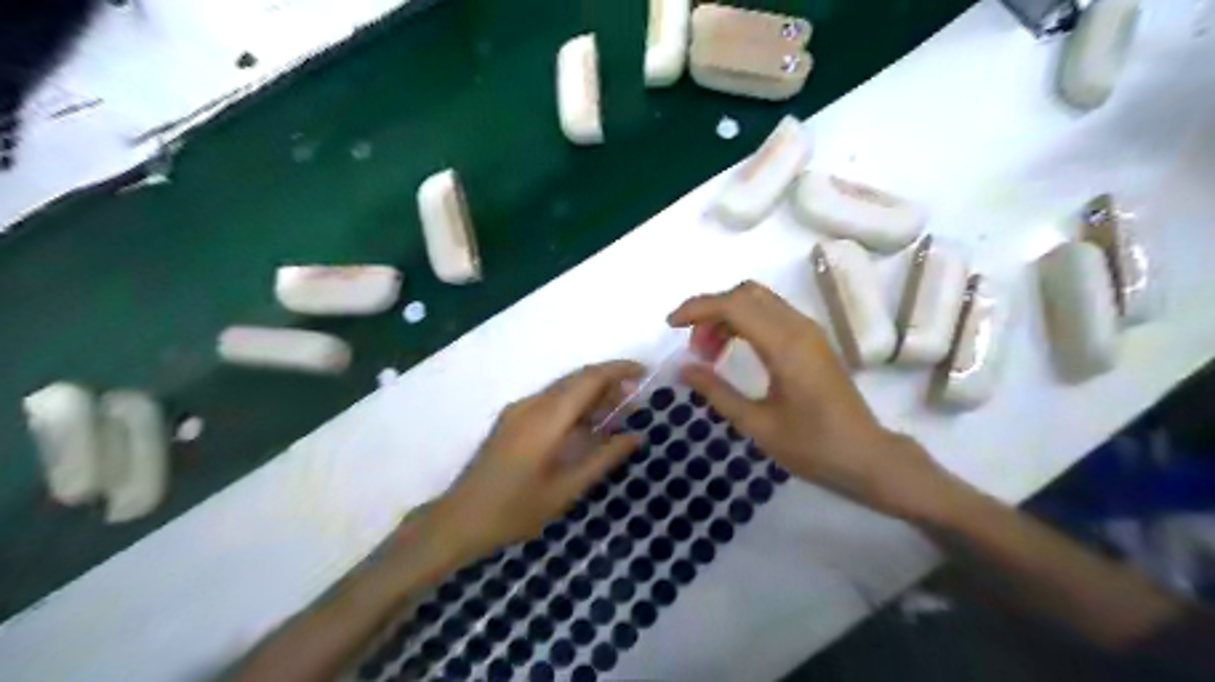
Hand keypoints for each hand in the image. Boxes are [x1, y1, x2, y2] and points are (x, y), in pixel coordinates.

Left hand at [424, 364, 643, 563]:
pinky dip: (574, 404)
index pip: (588, 379)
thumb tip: (635, 436)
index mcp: (546, 419)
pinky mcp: (512, 419)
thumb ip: (603, 459)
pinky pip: (550, 400)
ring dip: (591, 392)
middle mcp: (532, 404)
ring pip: (563, 388)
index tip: (644, 372)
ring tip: (617, 410)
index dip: (618, 370)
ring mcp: (518, 410)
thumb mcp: (566, 490)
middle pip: (576, 379)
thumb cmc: (515, 510)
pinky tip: (586, 424)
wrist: (460, 519)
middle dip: (608, 380)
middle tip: (635, 396)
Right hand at [669, 279, 954, 519]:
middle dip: (711, 311)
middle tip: (694, 348)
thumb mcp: (757, 424)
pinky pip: (771, 314)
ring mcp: (809, 331)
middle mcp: (799, 327)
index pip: (734, 305)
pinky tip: (734, 353)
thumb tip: (684, 369)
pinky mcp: (813, 340)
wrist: (867, 456)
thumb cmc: (812, 446)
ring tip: (709, 354)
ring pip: (759, 301)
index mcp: (785, 346)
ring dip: (727, 316)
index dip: (698, 308)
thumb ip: (717, 392)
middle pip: (745, 293)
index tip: (671, 325)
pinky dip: (745, 323)